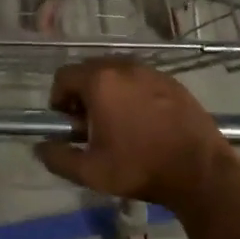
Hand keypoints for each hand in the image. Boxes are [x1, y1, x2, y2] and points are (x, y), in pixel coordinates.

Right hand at [33, 61, 239, 214]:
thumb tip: (40, 147)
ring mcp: (151, 71)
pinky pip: (140, 79)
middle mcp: (124, 66)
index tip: (67, 124)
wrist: (199, 169)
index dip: (58, 99)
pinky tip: (143, 121)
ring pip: (116, 73)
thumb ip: (58, 157)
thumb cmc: (140, 167)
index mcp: (100, 81)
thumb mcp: (91, 172)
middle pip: (90, 70)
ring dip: (108, 92)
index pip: (64, 76)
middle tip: (89, 126)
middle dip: (82, 94)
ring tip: (116, 124)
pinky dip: (132, 93)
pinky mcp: (171, 80)